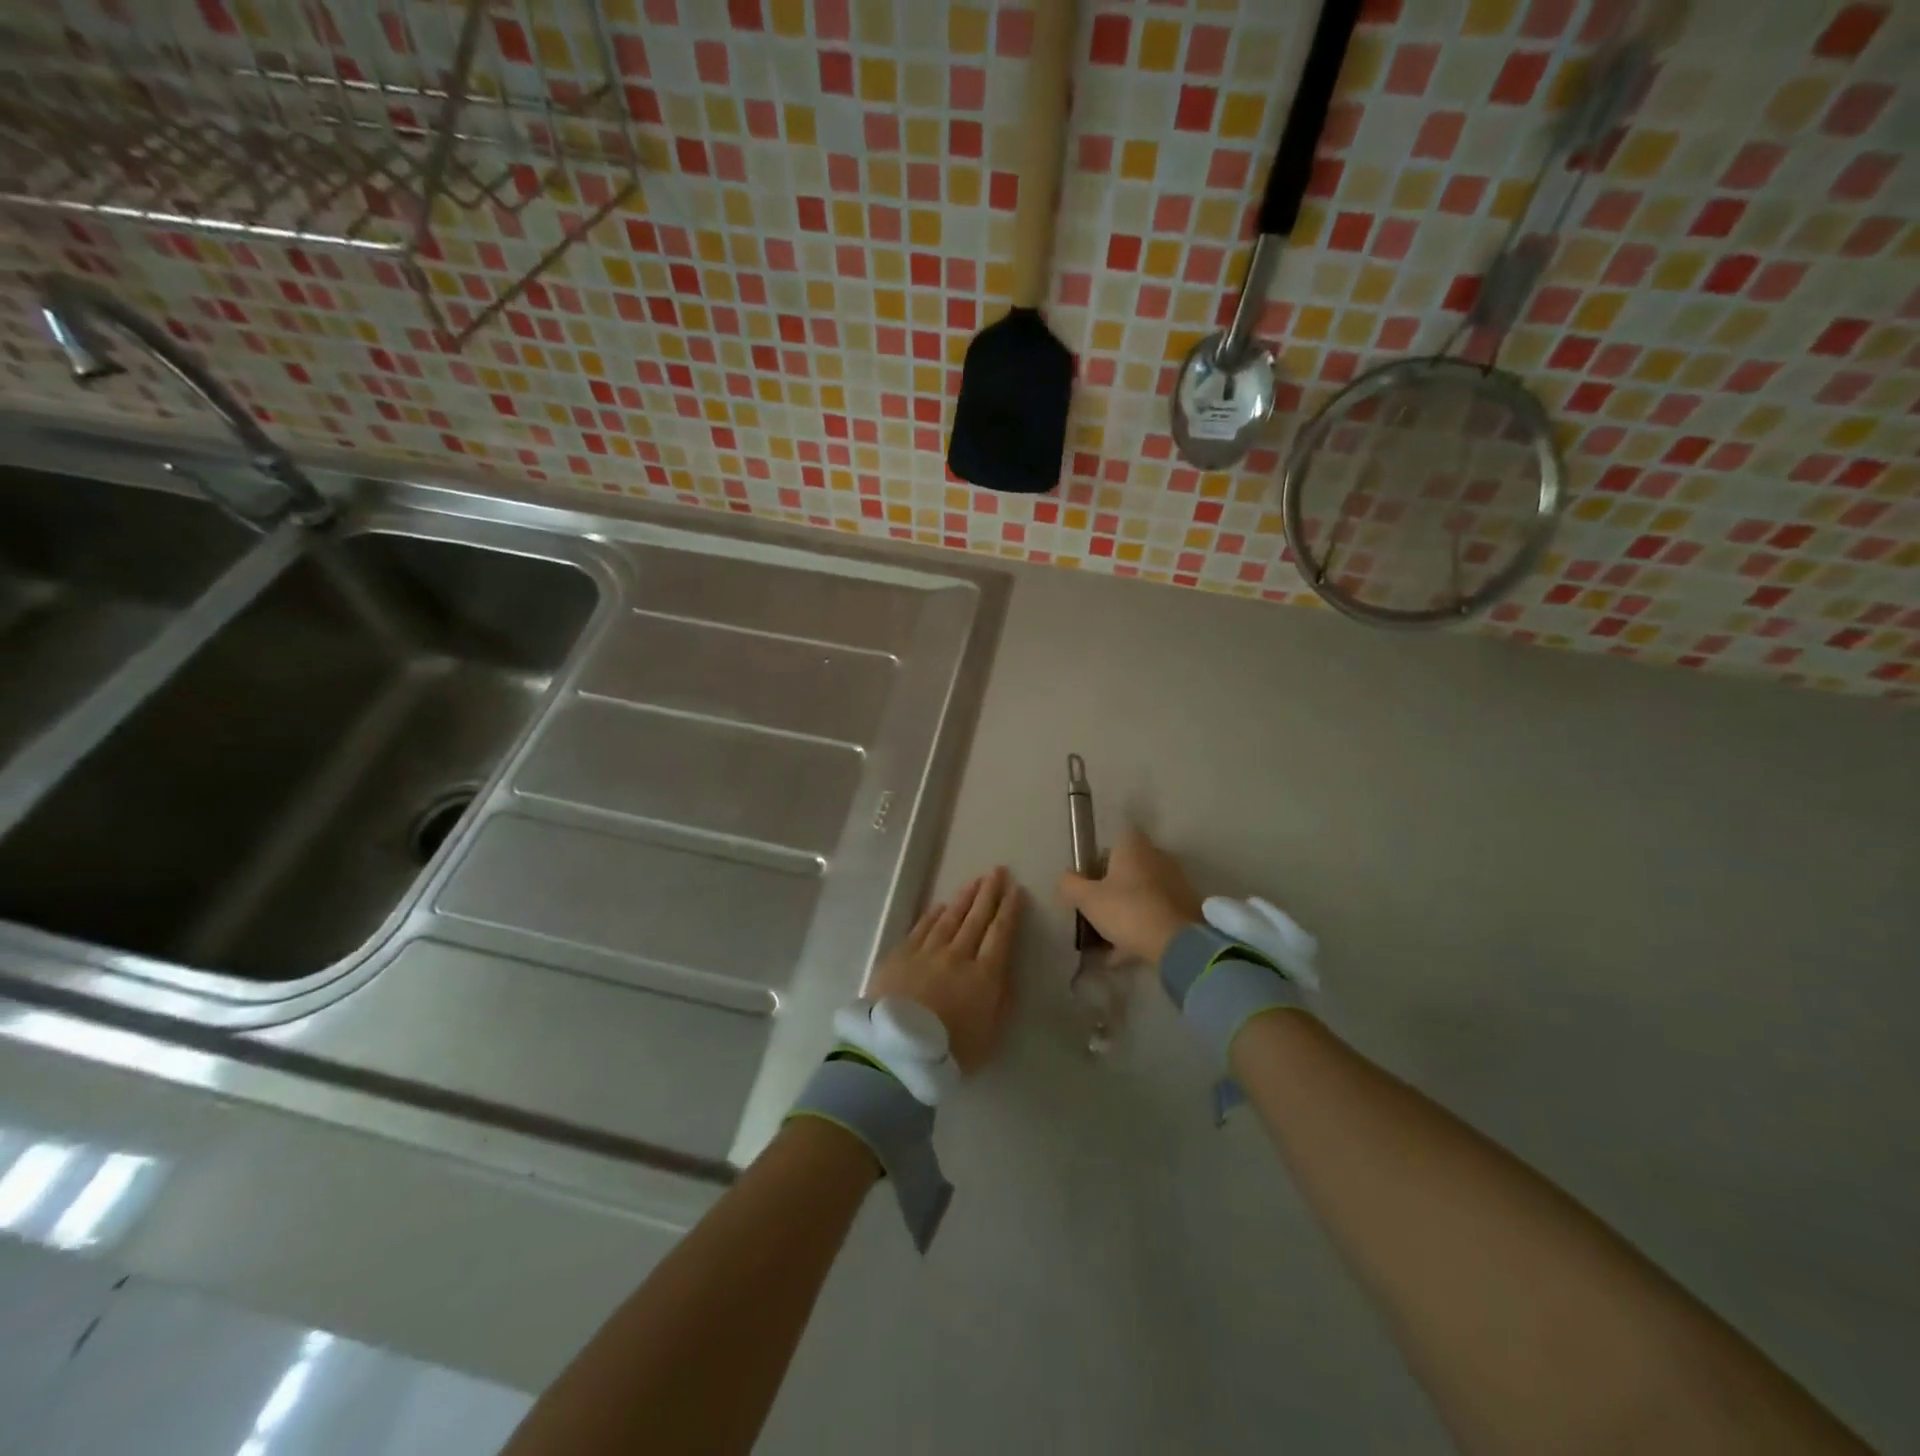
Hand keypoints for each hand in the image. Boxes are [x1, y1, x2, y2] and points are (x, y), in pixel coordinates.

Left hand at [870, 867, 1021, 1073]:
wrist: (897, 1050)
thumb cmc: (951, 1052)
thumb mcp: (990, 1035)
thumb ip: (1002, 1001)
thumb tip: (1006, 972)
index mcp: (984, 975)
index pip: (1001, 934)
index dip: (1010, 911)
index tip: (1016, 890)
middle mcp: (958, 955)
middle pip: (977, 918)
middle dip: (989, 893)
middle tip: (997, 871)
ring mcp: (927, 952)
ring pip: (950, 918)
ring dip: (964, 898)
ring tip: (975, 882)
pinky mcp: (902, 955)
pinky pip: (922, 927)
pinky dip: (934, 914)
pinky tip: (941, 906)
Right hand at [1057, 829, 1203, 964]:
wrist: (1178, 943)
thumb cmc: (1127, 910)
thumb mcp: (1087, 899)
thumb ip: (1070, 885)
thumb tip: (1066, 877)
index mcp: (1134, 848)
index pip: (1118, 838)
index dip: (1103, 855)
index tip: (1092, 876)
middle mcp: (1157, 858)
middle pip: (1131, 867)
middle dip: (1114, 886)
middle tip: (1097, 909)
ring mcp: (1175, 883)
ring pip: (1143, 893)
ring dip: (1127, 911)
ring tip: (1107, 939)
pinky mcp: (1187, 909)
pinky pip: (1156, 914)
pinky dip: (1141, 929)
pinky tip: (1123, 954)